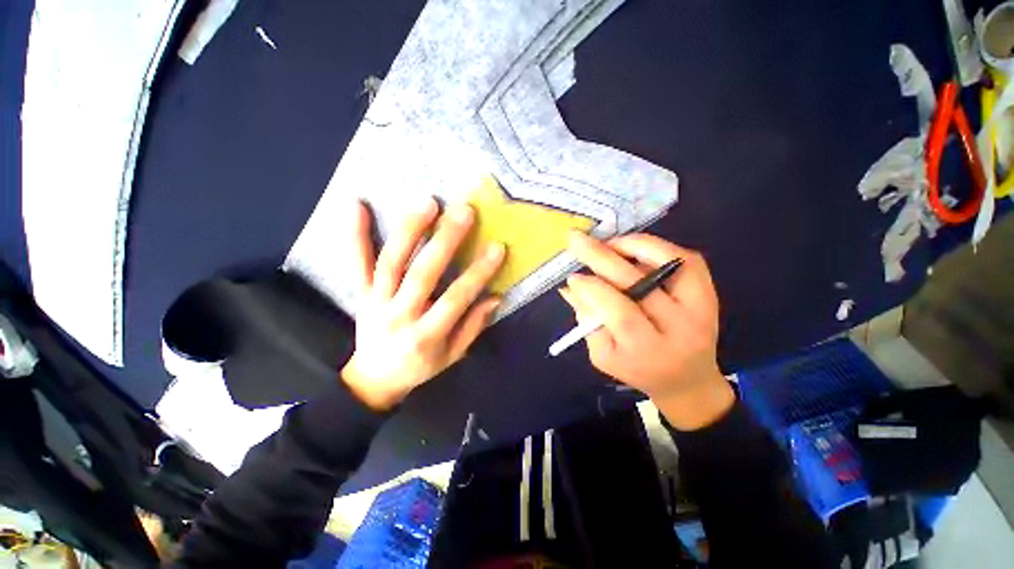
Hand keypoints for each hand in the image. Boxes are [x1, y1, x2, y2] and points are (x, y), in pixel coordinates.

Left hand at [340, 198, 504, 409]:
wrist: (373, 380)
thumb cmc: (419, 368)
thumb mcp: (452, 356)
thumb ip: (473, 327)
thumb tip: (496, 298)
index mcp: (426, 336)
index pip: (455, 299)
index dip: (477, 273)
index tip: (497, 248)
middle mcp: (399, 315)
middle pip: (421, 274)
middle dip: (444, 242)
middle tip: (463, 212)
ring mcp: (376, 301)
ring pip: (391, 262)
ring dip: (409, 230)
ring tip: (428, 203)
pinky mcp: (361, 293)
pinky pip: (356, 262)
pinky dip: (355, 234)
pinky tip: (357, 205)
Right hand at [561, 232, 733, 429]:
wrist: (688, 378)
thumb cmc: (638, 369)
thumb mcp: (603, 355)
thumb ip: (587, 321)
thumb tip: (570, 287)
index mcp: (650, 350)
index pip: (621, 314)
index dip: (594, 290)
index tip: (572, 277)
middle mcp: (681, 328)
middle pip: (641, 284)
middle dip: (603, 258)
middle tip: (577, 239)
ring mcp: (701, 307)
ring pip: (670, 264)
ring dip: (633, 246)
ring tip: (606, 243)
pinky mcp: (709, 293)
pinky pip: (687, 260)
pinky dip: (657, 247)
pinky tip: (632, 247)